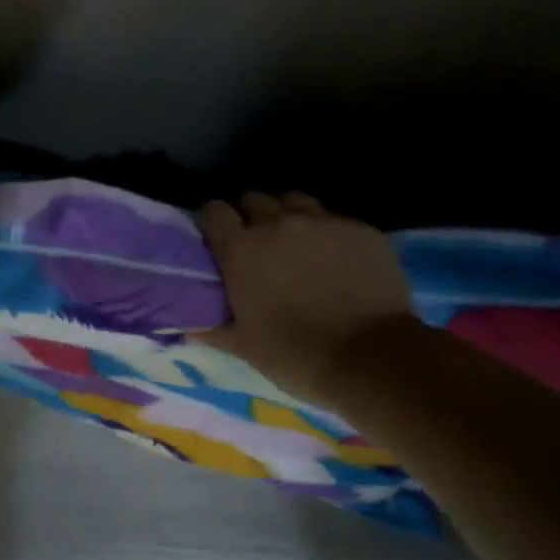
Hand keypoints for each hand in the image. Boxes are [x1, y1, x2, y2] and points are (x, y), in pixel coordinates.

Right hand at [195, 192, 411, 400]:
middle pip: (255, 199)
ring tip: (298, 244)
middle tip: (259, 246)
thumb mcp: (244, 346)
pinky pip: (337, 221)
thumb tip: (188, 326)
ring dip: (291, 217)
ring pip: (296, 202)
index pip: (214, 211)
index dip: (214, 222)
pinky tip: (339, 260)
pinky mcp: (361, 231)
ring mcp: (323, 223)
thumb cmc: (295, 354)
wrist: (372, 360)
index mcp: (241, 248)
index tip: (218, 239)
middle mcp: (278, 224)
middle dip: (252, 217)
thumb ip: (212, 328)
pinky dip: (331, 235)